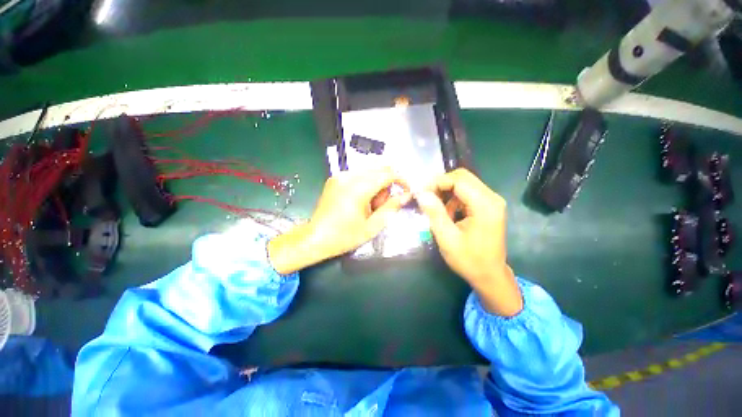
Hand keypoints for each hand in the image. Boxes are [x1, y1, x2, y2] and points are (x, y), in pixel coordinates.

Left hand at [268, 167, 409, 273]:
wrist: (315, 238)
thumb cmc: (344, 236)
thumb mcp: (372, 227)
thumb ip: (391, 208)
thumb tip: (406, 195)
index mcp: (358, 188)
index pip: (387, 174)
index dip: (401, 180)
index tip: (406, 191)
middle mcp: (348, 176)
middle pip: (379, 169)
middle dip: (387, 184)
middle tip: (380, 205)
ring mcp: (340, 175)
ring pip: (369, 171)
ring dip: (376, 184)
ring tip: (368, 205)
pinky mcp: (335, 178)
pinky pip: (358, 174)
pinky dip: (365, 184)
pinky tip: (359, 200)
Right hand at [416, 169, 521, 316]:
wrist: (490, 276)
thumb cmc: (469, 260)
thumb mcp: (447, 238)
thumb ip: (435, 213)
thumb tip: (421, 193)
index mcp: (485, 205)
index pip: (458, 180)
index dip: (436, 182)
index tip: (420, 192)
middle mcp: (492, 198)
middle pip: (462, 177)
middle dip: (440, 184)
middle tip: (425, 197)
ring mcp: (491, 201)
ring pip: (464, 183)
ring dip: (446, 191)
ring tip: (434, 207)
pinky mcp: (488, 206)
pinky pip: (467, 193)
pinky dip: (453, 198)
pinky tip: (447, 213)